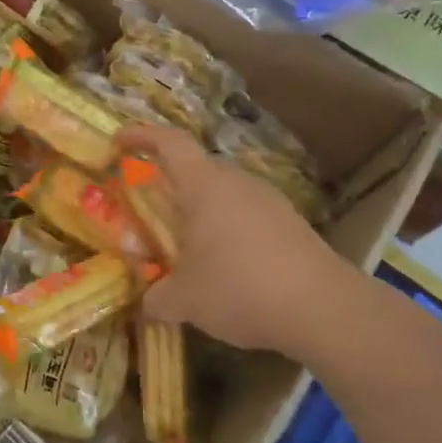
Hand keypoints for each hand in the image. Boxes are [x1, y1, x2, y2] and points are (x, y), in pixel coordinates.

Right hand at [119, 125, 348, 358]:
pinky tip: (228, 267)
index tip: (118, 141)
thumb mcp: (184, 300)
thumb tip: (145, 305)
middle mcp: (235, 181)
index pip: (169, 142)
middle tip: (151, 216)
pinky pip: (247, 215)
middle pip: (196, 170)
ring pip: (223, 194)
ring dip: (201, 213)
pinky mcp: (290, 222)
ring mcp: (268, 199)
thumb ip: (156, 298)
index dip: (141, 136)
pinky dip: (229, 231)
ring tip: (189, 249)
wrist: (322, 307)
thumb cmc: (240, 287)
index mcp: (203, 185)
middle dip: (170, 187)